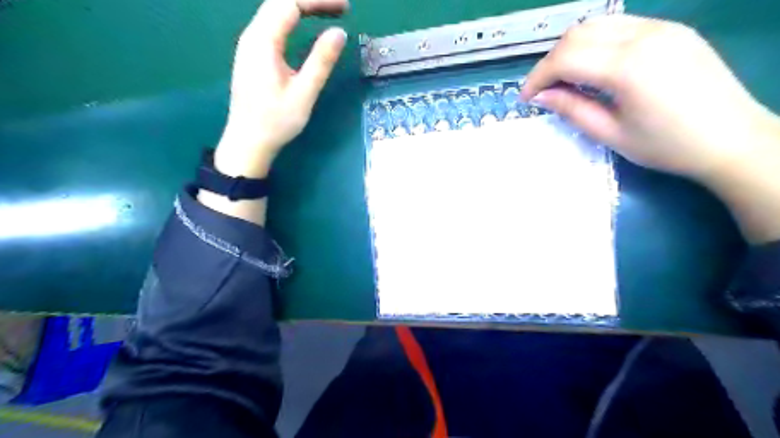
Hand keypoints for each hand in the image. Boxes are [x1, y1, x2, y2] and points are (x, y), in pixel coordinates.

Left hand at [212, 0, 347, 177]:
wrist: (248, 141)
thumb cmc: (276, 121)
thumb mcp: (304, 93)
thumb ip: (321, 61)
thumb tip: (339, 32)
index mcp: (263, 41)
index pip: (290, 2)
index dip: (318, 0)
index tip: (345, 7)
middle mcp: (252, 35)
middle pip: (281, 1)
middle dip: (312, 0)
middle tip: (341, 8)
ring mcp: (250, 44)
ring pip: (275, 11)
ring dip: (303, 6)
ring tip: (329, 11)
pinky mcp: (253, 54)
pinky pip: (273, 23)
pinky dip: (293, 17)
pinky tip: (306, 24)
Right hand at [520, 14, 776, 183]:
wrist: (732, 139)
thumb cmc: (666, 145)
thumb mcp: (610, 133)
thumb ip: (572, 109)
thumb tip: (540, 97)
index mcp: (628, 66)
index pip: (566, 58)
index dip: (538, 77)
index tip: (526, 98)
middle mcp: (645, 35)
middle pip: (578, 34)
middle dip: (551, 61)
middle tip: (543, 90)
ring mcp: (662, 27)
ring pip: (597, 24)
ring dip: (571, 49)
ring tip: (565, 79)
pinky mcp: (671, 30)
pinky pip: (620, 27)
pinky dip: (595, 44)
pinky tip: (593, 69)